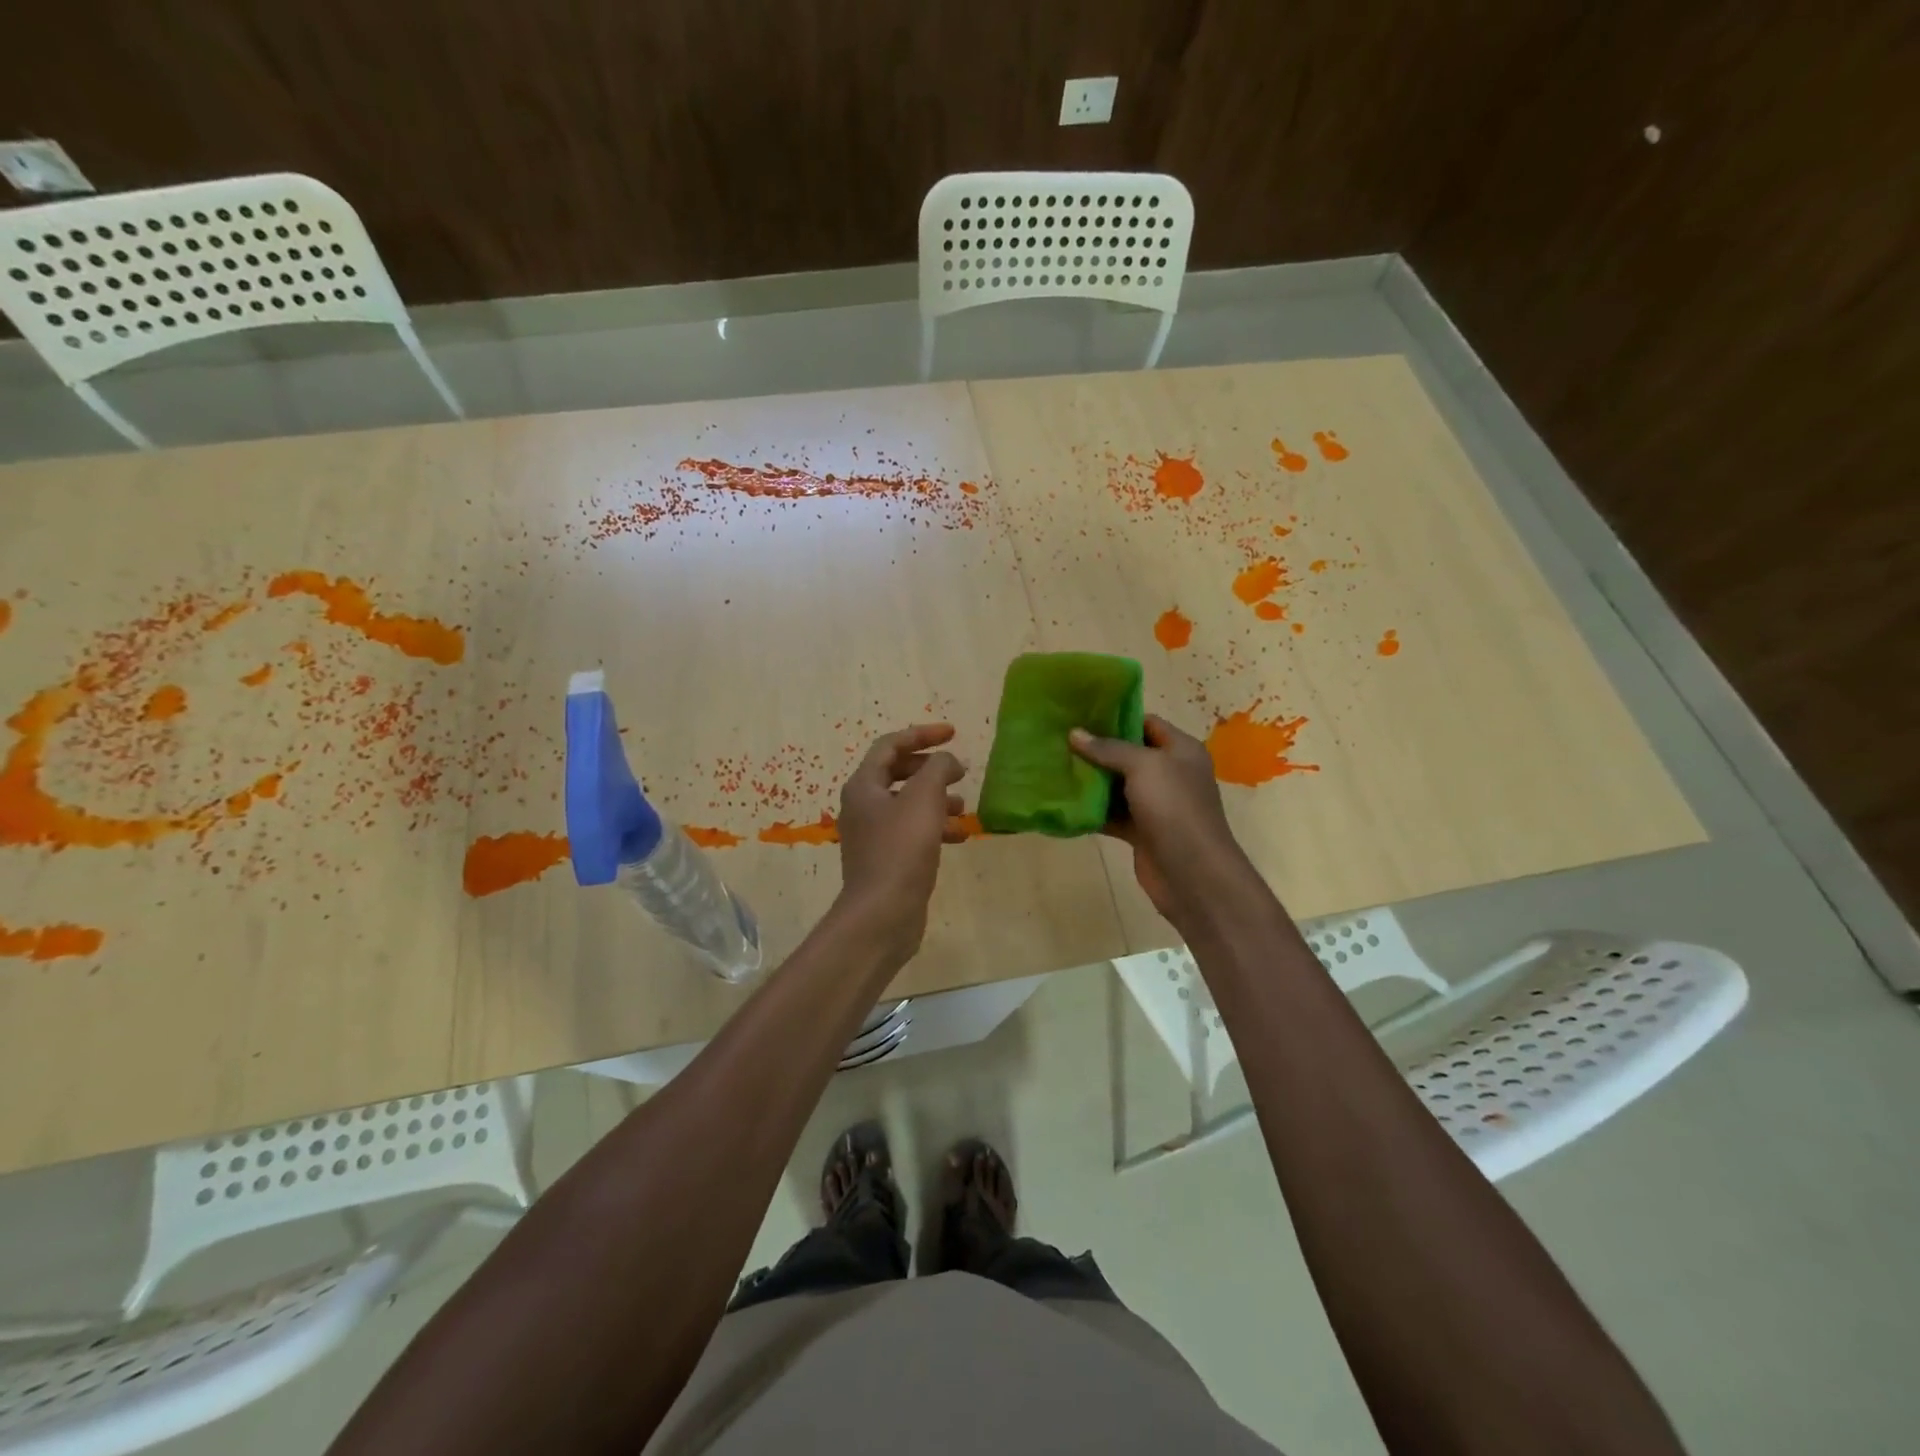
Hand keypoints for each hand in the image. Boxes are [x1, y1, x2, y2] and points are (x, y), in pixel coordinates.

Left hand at [835, 724, 967, 963]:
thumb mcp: (924, 800)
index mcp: (864, 786)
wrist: (882, 915)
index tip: (953, 733)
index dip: (922, 734)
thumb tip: (948, 760)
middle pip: (898, 773)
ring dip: (937, 799)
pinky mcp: (886, 859)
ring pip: (908, 804)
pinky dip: (935, 826)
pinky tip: (960, 835)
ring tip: (964, 805)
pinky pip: (912, 831)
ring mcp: (873, 834)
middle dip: (931, 768)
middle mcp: (863, 806)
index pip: (891, 745)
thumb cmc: (901, 850)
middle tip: (959, 770)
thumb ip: (938, 769)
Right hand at [1069, 714, 1247, 928]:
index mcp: (1181, 750)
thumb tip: (1074, 733)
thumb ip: (1108, 748)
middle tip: (1060, 740)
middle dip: (1097, 749)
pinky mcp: (1141, 831)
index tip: (1081, 715)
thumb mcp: (1143, 766)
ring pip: (1118, 786)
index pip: (1147, 723)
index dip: (1116, 717)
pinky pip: (1113, 814)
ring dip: (1091, 780)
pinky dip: (1093, 810)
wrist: (1192, 872)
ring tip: (1055, 766)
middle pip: (1129, 755)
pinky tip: (1065, 802)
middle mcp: (1170, 773)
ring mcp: (1156, 804)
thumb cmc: (1173, 807)